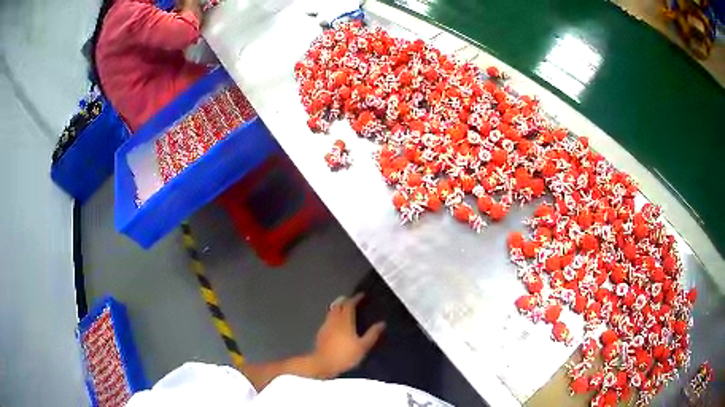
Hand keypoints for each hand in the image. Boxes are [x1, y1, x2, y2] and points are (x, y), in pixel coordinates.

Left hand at [312, 293, 385, 377]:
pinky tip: (336, 323)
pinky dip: (333, 317)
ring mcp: (326, 326)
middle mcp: (334, 321)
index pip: (349, 305)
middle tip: (352, 299)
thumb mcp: (363, 346)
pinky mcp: (321, 333)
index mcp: (345, 321)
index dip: (355, 298)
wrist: (323, 364)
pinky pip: (328, 319)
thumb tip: (381, 324)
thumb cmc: (345, 355)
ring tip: (344, 308)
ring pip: (331, 311)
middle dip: (345, 300)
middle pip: (338, 305)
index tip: (361, 295)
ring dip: (338, 307)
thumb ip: (372, 334)